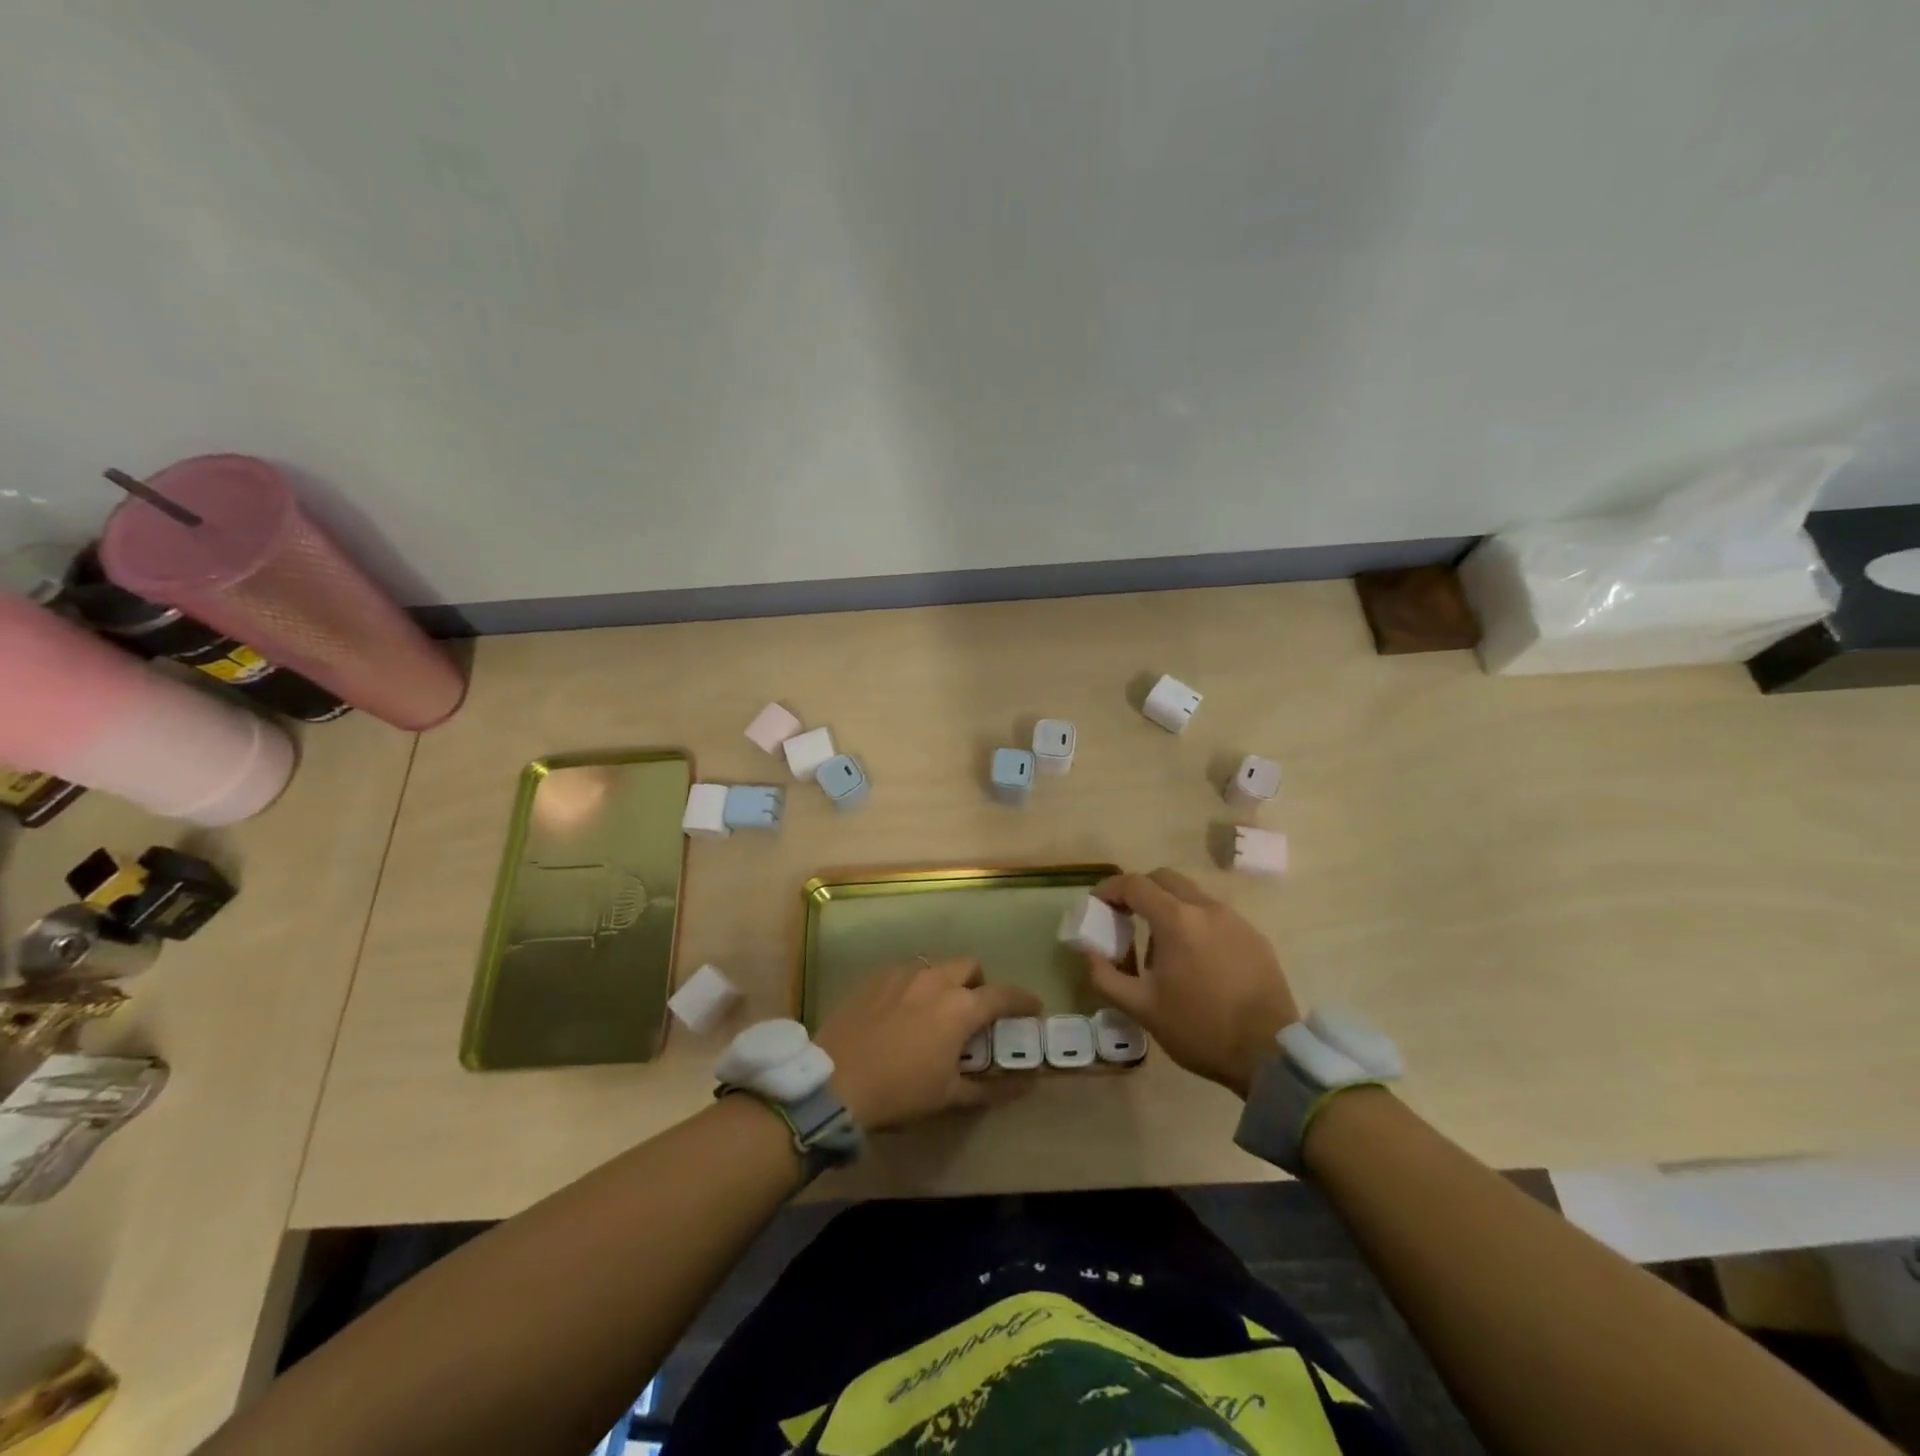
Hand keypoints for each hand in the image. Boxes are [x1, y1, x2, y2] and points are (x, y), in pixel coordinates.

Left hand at [816, 958, 1042, 1130]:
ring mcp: (902, 973)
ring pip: (935, 966)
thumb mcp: (948, 1096)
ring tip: (934, 1011)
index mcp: (960, 1007)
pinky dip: (913, 986)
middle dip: (979, 983)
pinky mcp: (875, 977)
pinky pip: (904, 972)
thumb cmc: (899, 1092)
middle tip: (973, 1010)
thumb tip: (1025, 1085)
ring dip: (945, 982)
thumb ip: (990, 1088)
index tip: (1033, 1007)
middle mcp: (935, 980)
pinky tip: (901, 1011)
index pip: (1003, 995)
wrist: (835, 1081)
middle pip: (969, 966)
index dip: (1023, 1000)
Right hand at [1083, 869, 1297, 1097]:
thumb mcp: (1142, 1008)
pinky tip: (1194, 959)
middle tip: (1124, 917)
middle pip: (1164, 879)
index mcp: (1176, 920)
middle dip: (1139, 890)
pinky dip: (1194, 922)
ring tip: (1159, 946)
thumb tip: (1088, 950)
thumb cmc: (1199, 1029)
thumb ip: (1105, 975)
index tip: (1097, 904)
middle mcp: (1206, 908)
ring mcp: (1235, 920)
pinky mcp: (1254, 936)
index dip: (1110, 889)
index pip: (1134, 884)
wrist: (1269, 1054)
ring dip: (1168, 907)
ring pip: (1192, 895)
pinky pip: (1215, 915)